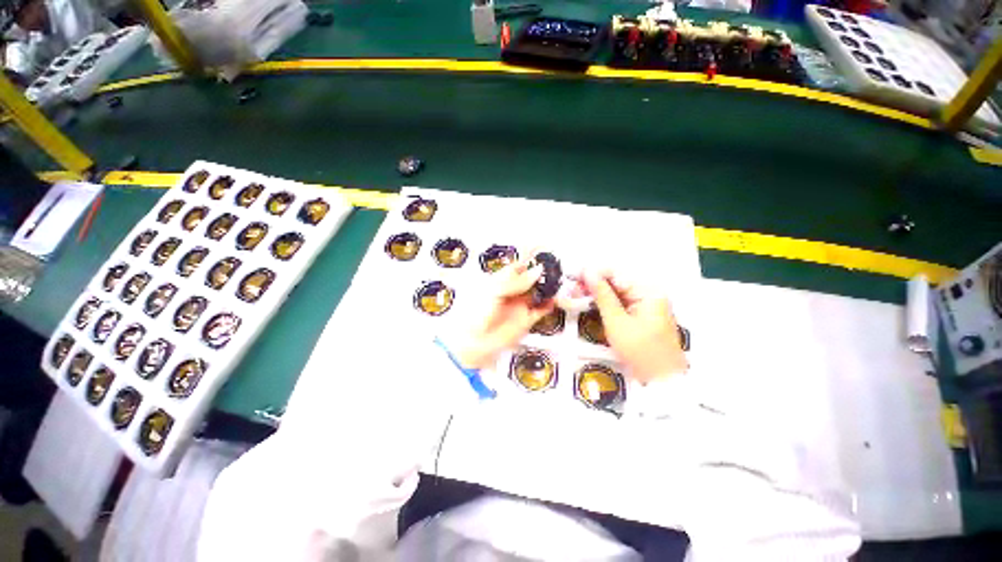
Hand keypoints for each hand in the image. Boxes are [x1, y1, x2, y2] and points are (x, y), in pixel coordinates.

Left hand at [451, 259, 554, 369]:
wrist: (474, 342)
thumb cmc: (475, 314)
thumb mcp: (494, 291)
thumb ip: (517, 281)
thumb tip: (535, 271)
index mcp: (500, 281)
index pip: (518, 266)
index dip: (529, 258)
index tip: (541, 249)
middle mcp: (511, 292)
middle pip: (530, 278)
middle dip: (542, 272)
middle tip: (553, 266)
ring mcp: (519, 305)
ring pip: (538, 292)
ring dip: (548, 286)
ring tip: (557, 280)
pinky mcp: (526, 319)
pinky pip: (542, 309)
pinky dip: (550, 304)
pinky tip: (555, 299)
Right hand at [582, 271, 687, 383]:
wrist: (662, 381)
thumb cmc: (640, 351)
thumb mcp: (616, 322)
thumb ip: (602, 295)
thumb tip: (588, 272)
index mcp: (648, 291)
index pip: (616, 273)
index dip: (593, 273)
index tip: (573, 276)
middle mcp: (650, 293)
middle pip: (617, 281)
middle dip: (594, 284)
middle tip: (573, 291)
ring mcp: (648, 304)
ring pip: (618, 292)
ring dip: (598, 293)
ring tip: (578, 296)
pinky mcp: (644, 314)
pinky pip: (622, 302)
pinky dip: (607, 303)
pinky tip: (592, 304)